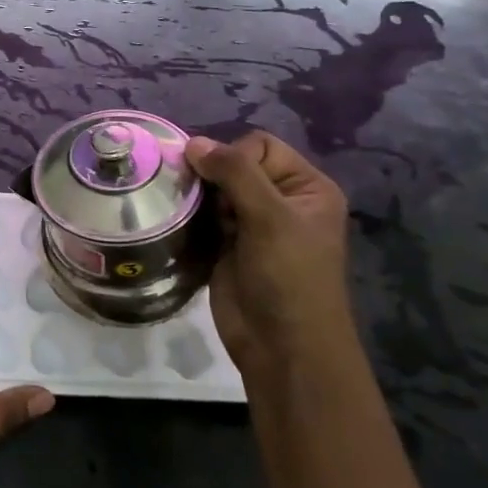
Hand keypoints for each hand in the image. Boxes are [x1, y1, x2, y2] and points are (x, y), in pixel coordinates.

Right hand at [184, 131, 356, 381]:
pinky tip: (182, 223)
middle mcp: (282, 200)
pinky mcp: (228, 244)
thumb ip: (234, 173)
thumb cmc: (288, 277)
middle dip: (211, 176)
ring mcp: (253, 224)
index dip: (234, 158)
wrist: (282, 345)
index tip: (218, 184)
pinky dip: (191, 216)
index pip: (260, 146)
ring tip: (186, 211)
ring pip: (214, 190)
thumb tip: (193, 142)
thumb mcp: (270, 218)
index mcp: (306, 187)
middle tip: (196, 197)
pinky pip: (204, 215)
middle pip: (235, 165)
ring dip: (198, 197)